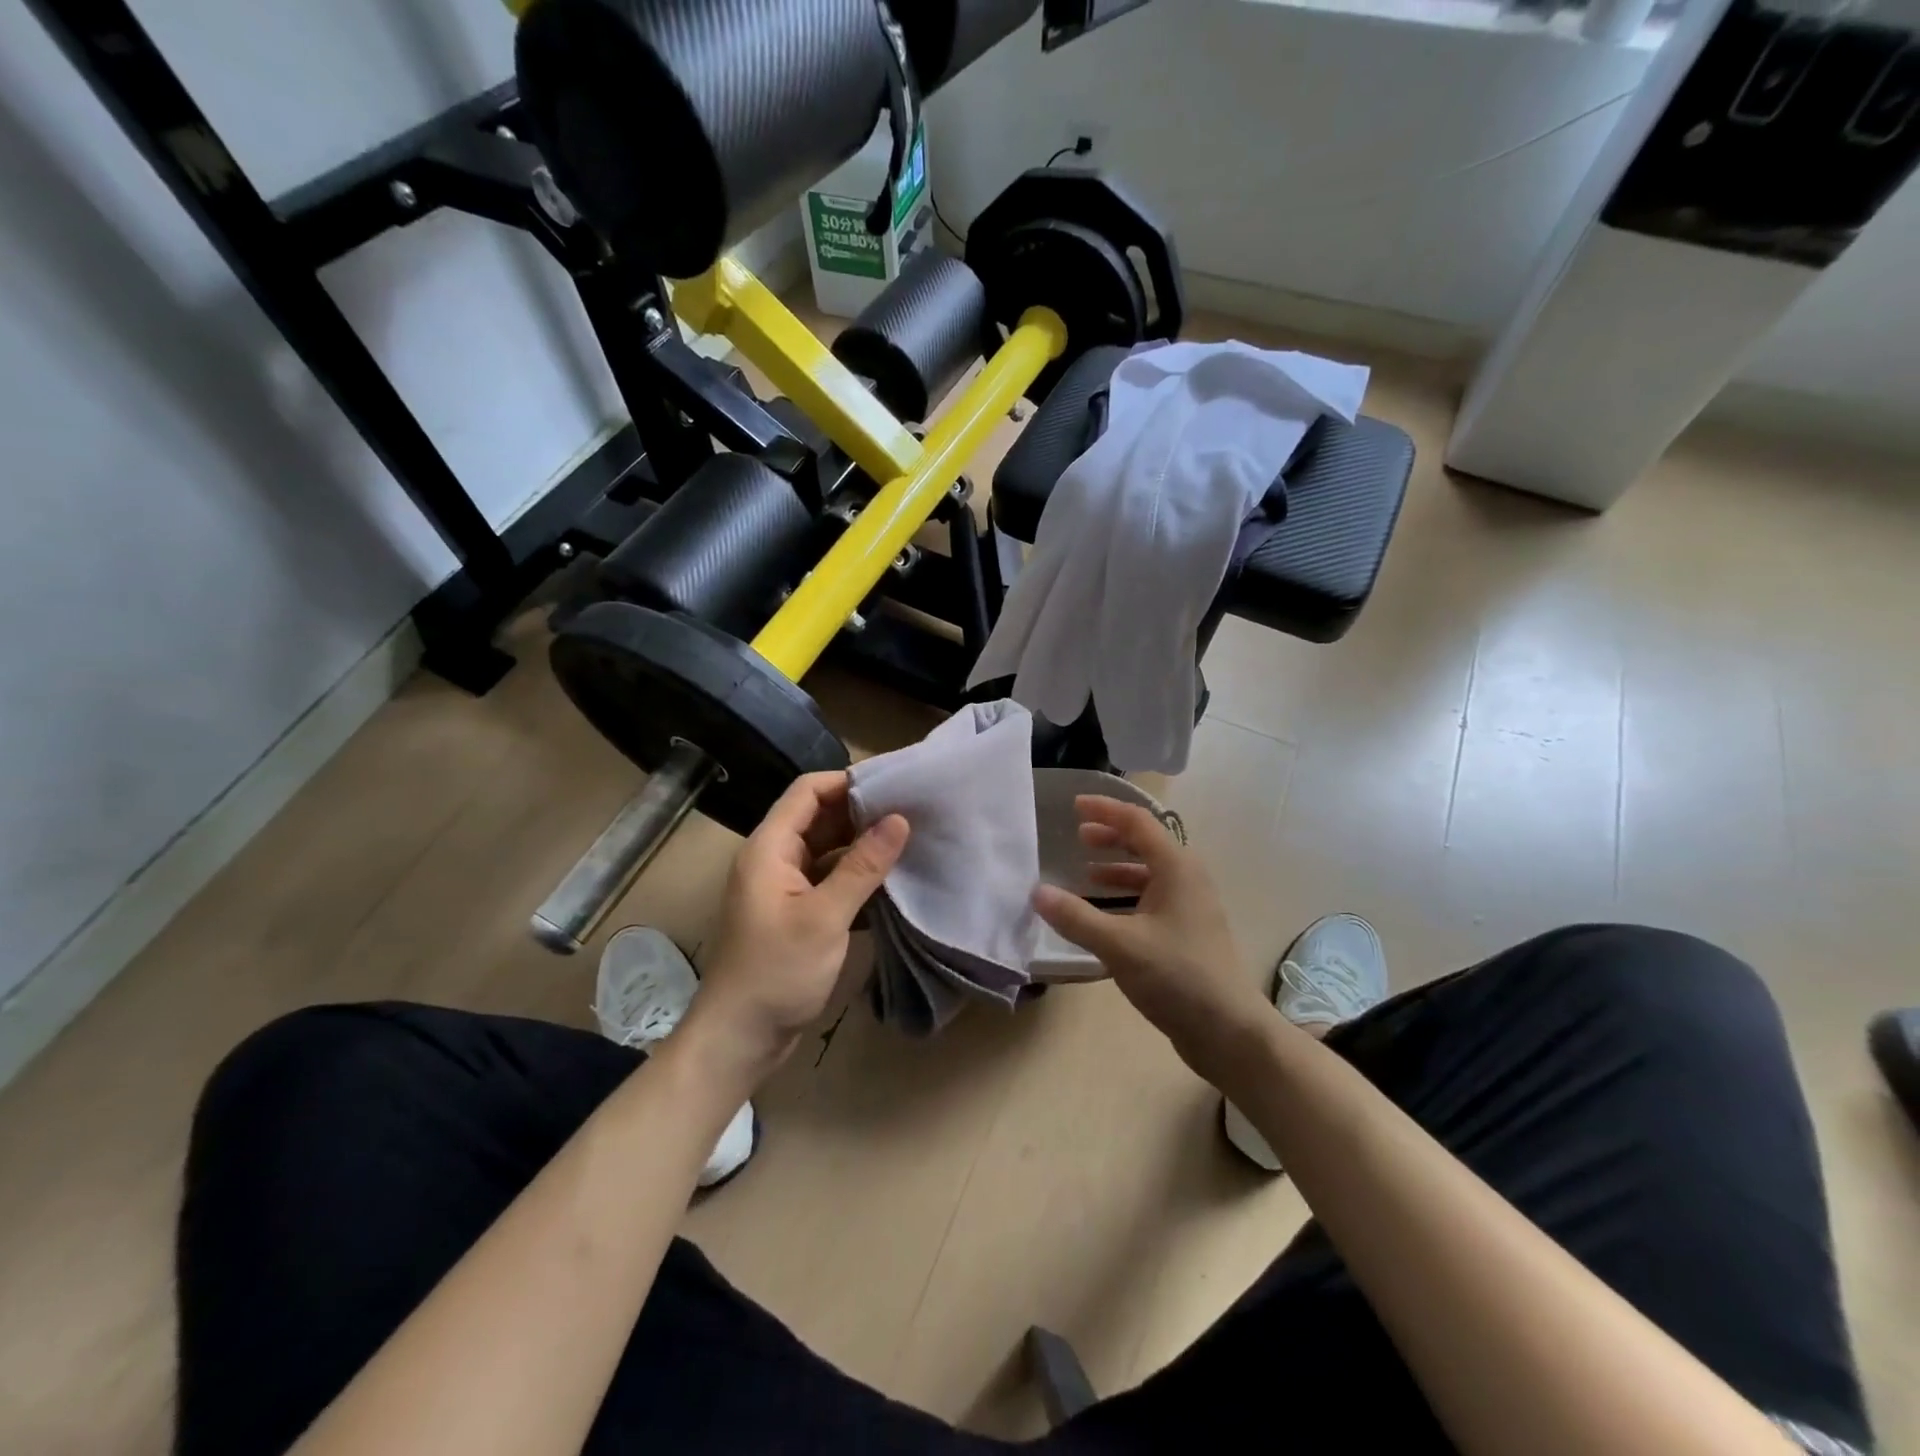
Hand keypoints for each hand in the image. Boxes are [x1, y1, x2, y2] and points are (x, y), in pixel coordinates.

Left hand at [689, 772, 907, 1086]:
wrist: (738, 1038)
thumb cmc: (776, 972)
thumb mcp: (824, 917)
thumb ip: (862, 866)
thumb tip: (899, 819)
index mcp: (769, 848)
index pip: (808, 792)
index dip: (848, 781)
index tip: (894, 785)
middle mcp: (774, 859)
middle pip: (819, 818)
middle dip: (862, 813)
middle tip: (912, 812)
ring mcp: (784, 888)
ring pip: (827, 850)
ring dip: (862, 846)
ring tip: (909, 842)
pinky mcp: (795, 913)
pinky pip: (829, 880)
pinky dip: (856, 877)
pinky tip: (890, 882)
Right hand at [1033, 795, 1275, 1083]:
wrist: (1228, 1030)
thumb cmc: (1177, 976)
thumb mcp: (1119, 945)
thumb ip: (1076, 917)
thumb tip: (1036, 892)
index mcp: (1177, 868)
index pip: (1138, 821)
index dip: (1105, 809)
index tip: (1074, 806)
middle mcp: (1187, 879)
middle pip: (1146, 843)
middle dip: (1111, 835)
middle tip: (1078, 836)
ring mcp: (1191, 906)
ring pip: (1149, 872)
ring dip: (1117, 867)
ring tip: (1085, 873)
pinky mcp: (1188, 932)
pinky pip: (1152, 898)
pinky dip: (1126, 896)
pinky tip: (1104, 914)